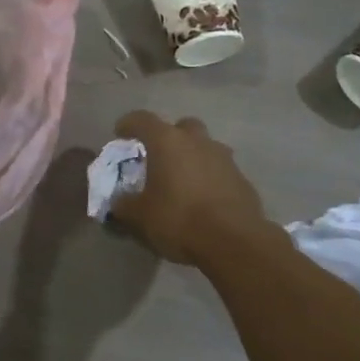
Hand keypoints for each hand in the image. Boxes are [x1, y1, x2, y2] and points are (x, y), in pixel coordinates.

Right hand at [108, 111, 270, 266]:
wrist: (234, 241)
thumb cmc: (179, 219)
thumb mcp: (140, 216)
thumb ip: (124, 204)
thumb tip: (118, 202)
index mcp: (167, 141)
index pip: (142, 119)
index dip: (128, 124)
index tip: (120, 135)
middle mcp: (197, 141)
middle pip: (181, 126)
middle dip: (169, 137)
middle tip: (158, 157)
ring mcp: (224, 158)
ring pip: (204, 147)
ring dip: (192, 157)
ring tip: (181, 181)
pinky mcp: (241, 178)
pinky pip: (219, 170)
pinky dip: (208, 178)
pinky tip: (202, 200)